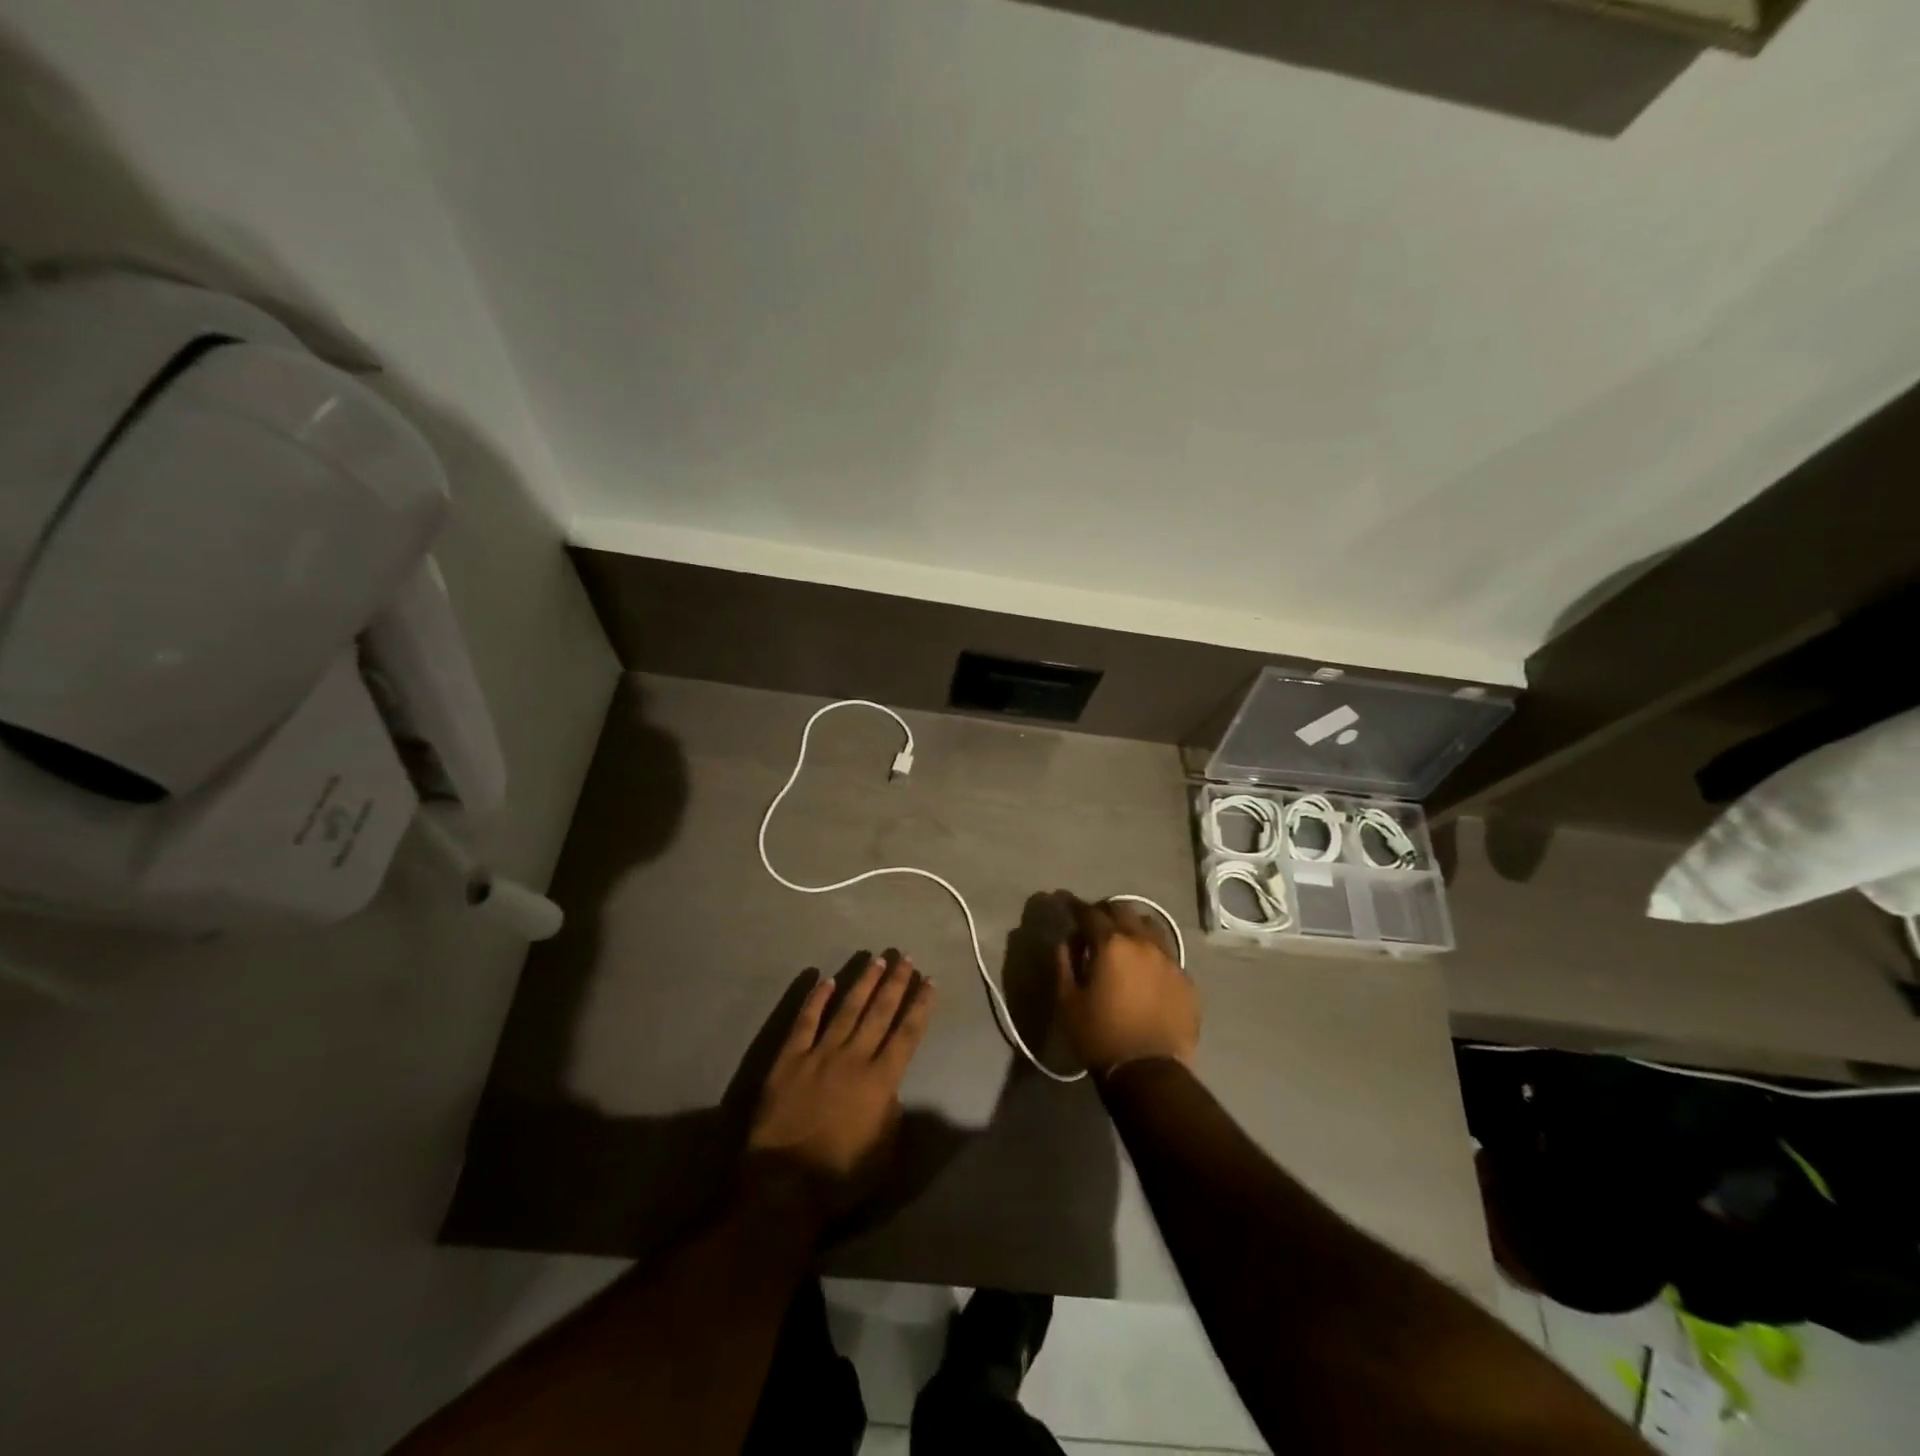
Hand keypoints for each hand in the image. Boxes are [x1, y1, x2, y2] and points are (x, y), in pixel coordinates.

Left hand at [745, 954, 935, 1219]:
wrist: (783, 1185)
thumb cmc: (840, 1176)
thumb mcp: (884, 1153)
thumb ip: (892, 1114)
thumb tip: (889, 1090)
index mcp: (881, 1080)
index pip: (907, 1033)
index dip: (920, 1005)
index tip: (930, 980)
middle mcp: (854, 1057)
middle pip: (879, 1012)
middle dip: (895, 982)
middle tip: (905, 956)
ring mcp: (819, 1054)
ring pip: (846, 1009)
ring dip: (863, 982)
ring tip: (876, 960)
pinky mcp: (789, 1059)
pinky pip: (805, 1022)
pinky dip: (816, 1000)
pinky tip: (825, 980)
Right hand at [1054, 898, 1198, 1074]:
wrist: (1149, 1072)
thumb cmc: (1100, 1036)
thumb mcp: (1068, 1002)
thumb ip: (1064, 965)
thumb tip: (1066, 943)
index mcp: (1112, 944)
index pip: (1090, 913)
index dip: (1075, 906)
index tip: (1065, 904)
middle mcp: (1143, 943)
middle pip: (1123, 911)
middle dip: (1105, 911)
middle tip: (1094, 923)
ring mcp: (1170, 960)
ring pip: (1151, 926)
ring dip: (1133, 926)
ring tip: (1124, 939)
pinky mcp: (1186, 980)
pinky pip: (1168, 954)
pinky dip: (1152, 952)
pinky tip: (1146, 968)